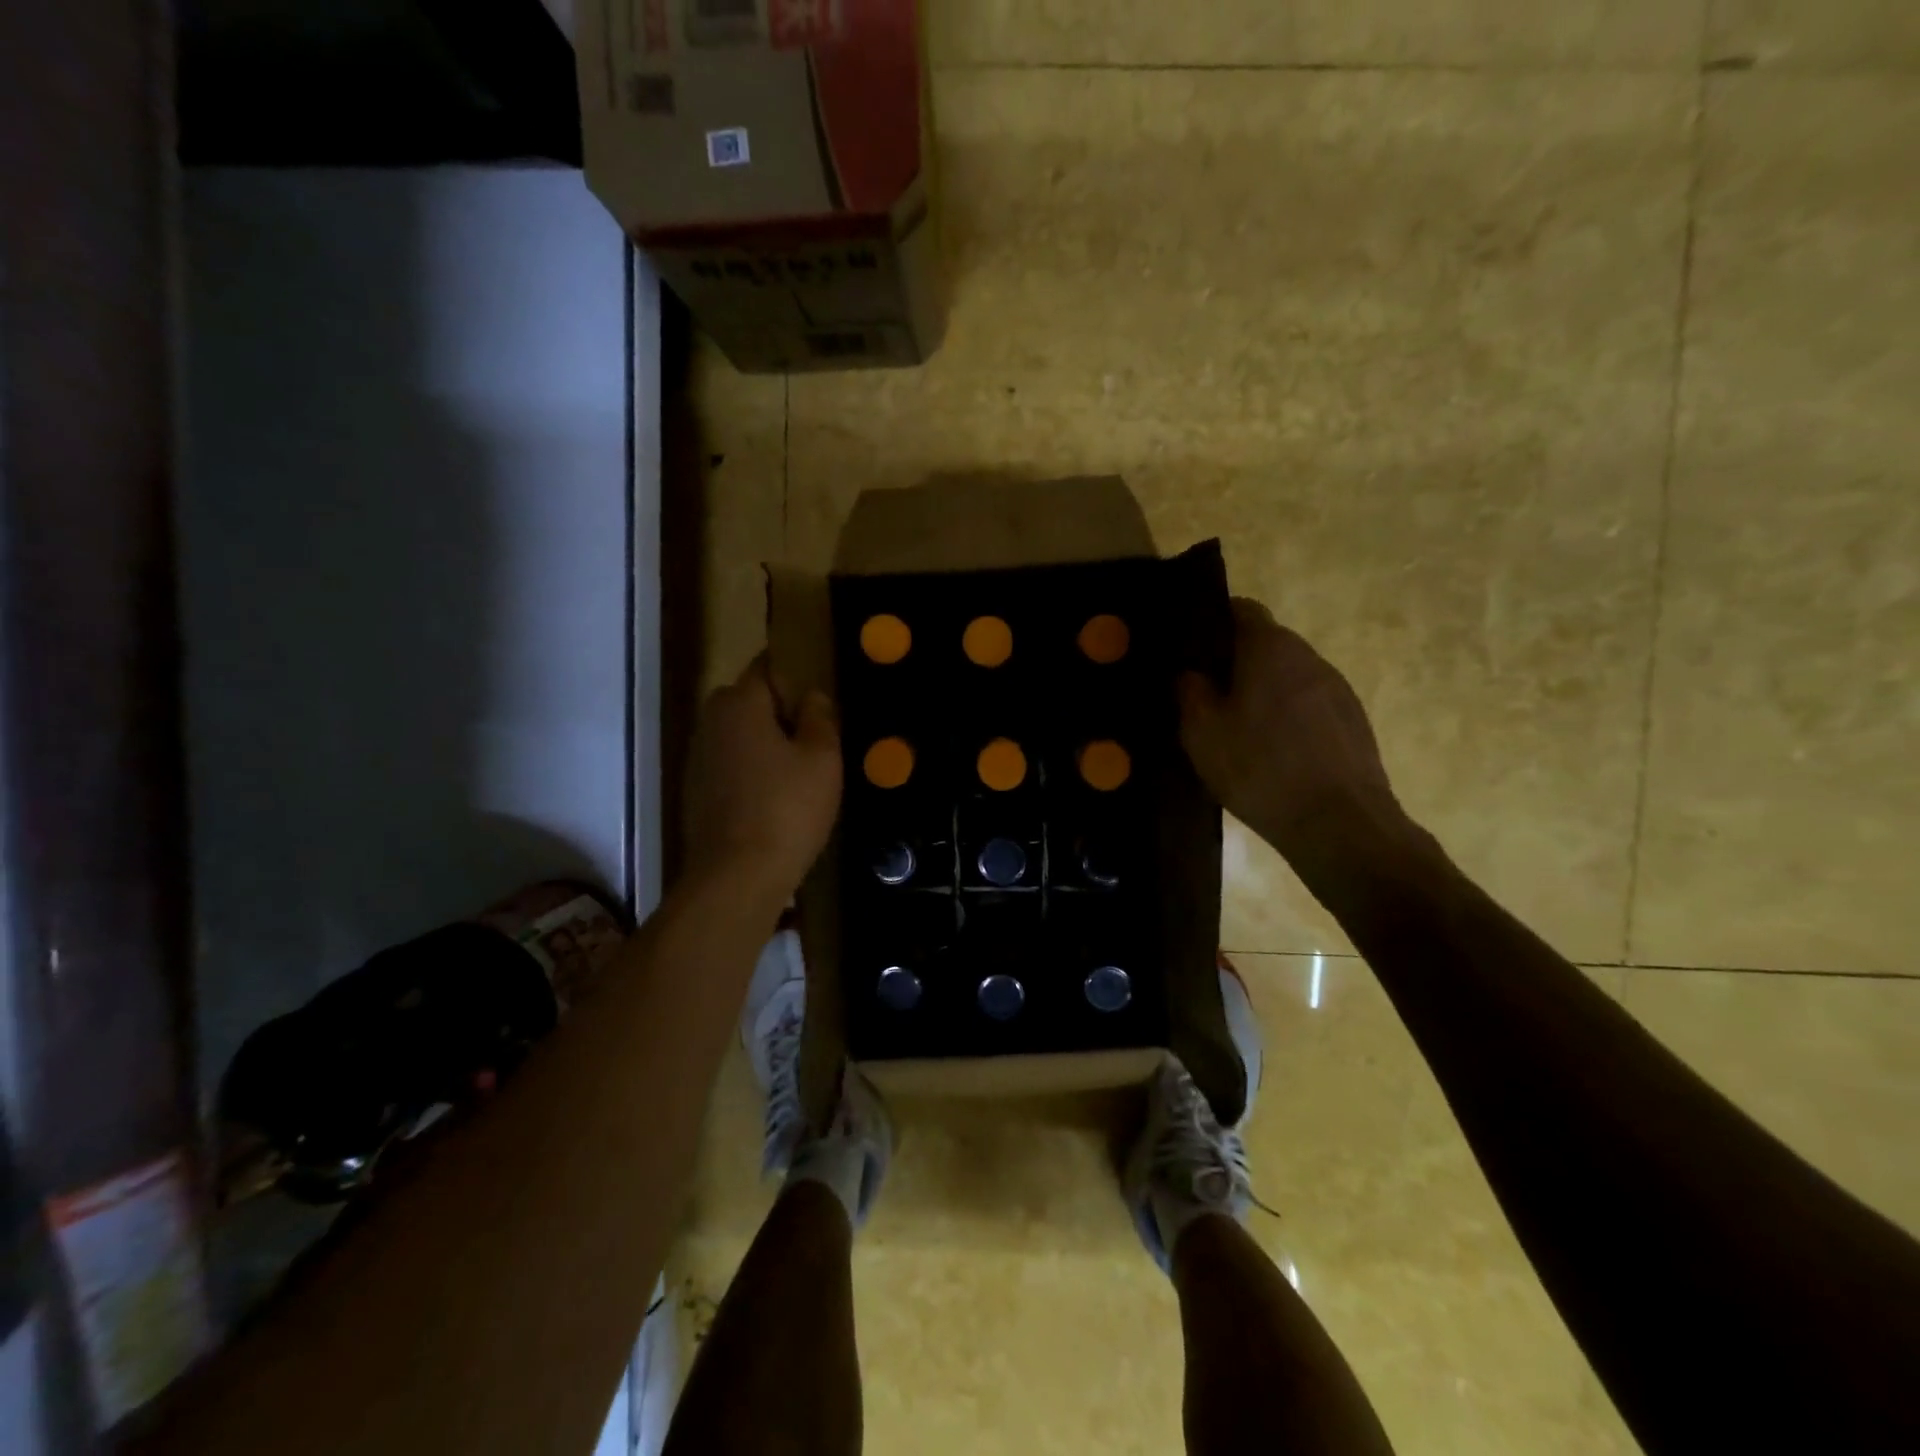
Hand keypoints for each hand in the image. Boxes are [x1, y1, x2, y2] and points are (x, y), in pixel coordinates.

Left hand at [683, 656, 841, 898]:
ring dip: (764, 742)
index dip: (796, 672)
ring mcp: (697, 757)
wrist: (736, 877)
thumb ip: (820, 717)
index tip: (821, 689)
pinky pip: (729, 764)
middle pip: (749, 700)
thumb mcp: (822, 758)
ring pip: (738, 734)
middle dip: (780, 709)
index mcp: (739, 703)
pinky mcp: (695, 791)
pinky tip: (775, 796)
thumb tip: (812, 695)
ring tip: (799, 768)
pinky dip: (750, 769)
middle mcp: (710, 721)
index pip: (767, 666)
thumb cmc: (787, 808)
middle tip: (817, 734)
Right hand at [1178, 598, 1410, 864]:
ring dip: (1264, 692)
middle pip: (1266, 644)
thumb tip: (1190, 674)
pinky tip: (1273, 753)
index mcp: (1270, 648)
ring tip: (1239, 729)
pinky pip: (1309, 705)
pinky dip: (1288, 717)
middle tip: (1207, 696)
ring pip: (1289, 676)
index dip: (1213, 621)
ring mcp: (1337, 688)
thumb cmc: (1260, 768)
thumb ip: (1190, 693)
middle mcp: (1309, 656)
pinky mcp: (1353, 721)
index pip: (1241, 609)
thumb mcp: (1202, 733)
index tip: (1192, 649)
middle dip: (1236, 663)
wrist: (1339, 823)